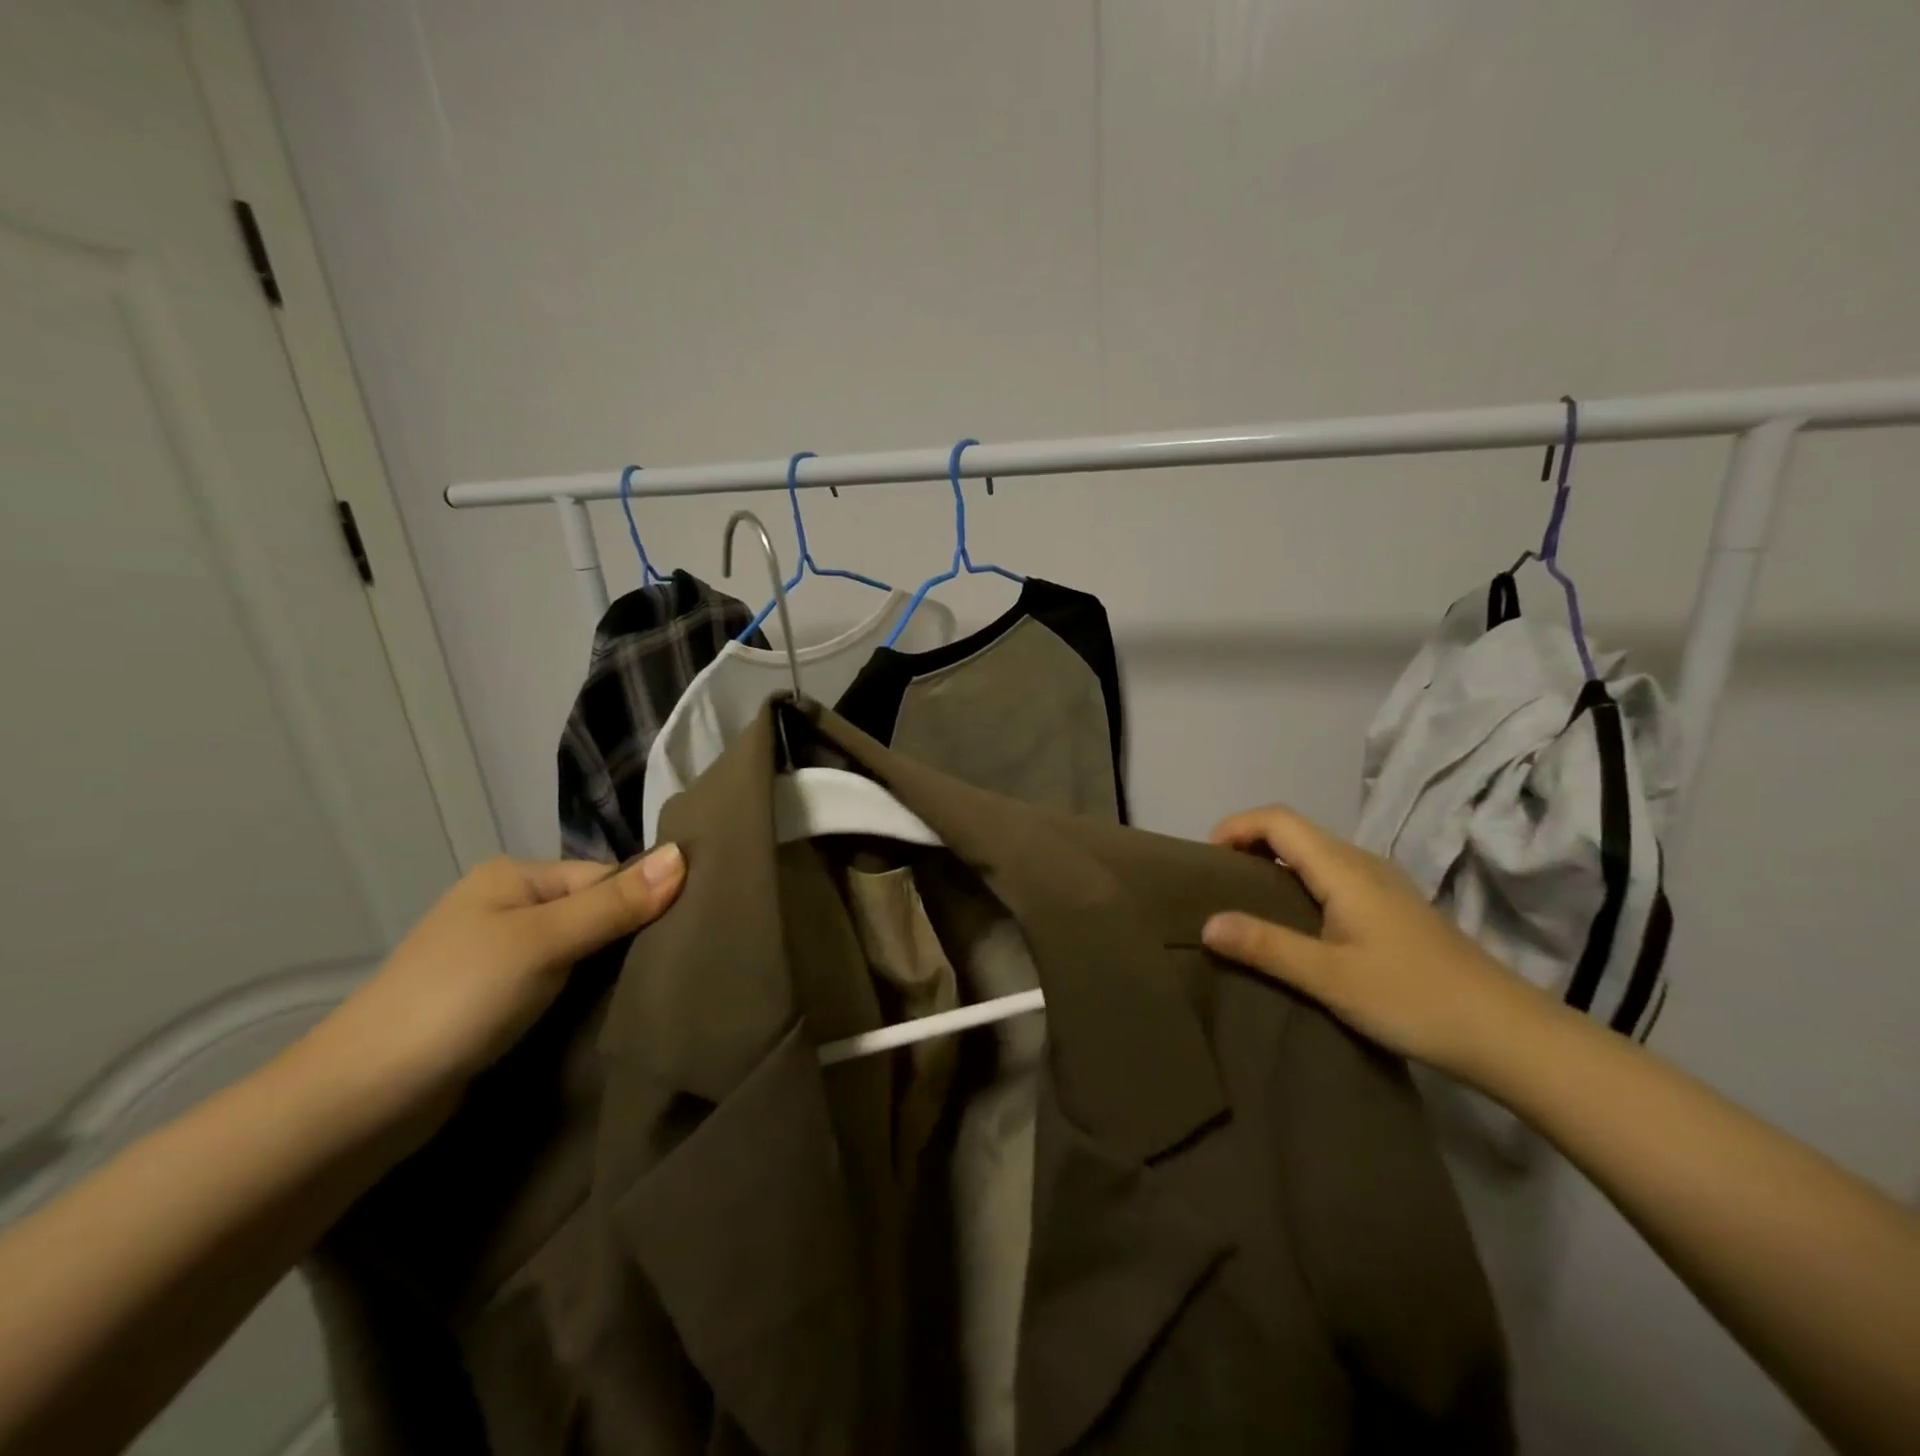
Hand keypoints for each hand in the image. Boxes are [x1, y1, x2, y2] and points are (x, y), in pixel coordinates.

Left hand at [313, 847, 685, 1111]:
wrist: (364, 1099)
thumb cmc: (458, 1000)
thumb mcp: (546, 942)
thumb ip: (616, 903)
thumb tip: (684, 854)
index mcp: (514, 876)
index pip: (606, 877)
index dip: (645, 902)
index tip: (689, 932)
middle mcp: (508, 906)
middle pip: (595, 911)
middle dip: (631, 937)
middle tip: (679, 965)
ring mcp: (500, 956)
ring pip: (581, 951)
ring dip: (611, 970)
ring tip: (656, 989)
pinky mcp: (498, 1001)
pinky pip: (561, 982)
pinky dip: (586, 994)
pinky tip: (612, 1009)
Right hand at [1201, 805, 1548, 1082]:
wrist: (1508, 1033)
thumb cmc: (1414, 998)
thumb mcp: (1330, 977)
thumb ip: (1266, 946)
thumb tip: (1205, 924)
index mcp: (1344, 868)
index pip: (1278, 819)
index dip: (1236, 826)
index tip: (1205, 860)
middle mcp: (1362, 863)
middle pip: (1294, 831)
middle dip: (1247, 844)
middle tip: (1216, 884)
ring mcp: (1382, 885)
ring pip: (1313, 854)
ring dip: (1272, 864)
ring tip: (1243, 903)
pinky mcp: (1392, 908)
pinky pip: (1330, 877)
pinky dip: (1296, 883)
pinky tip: (1293, 925)